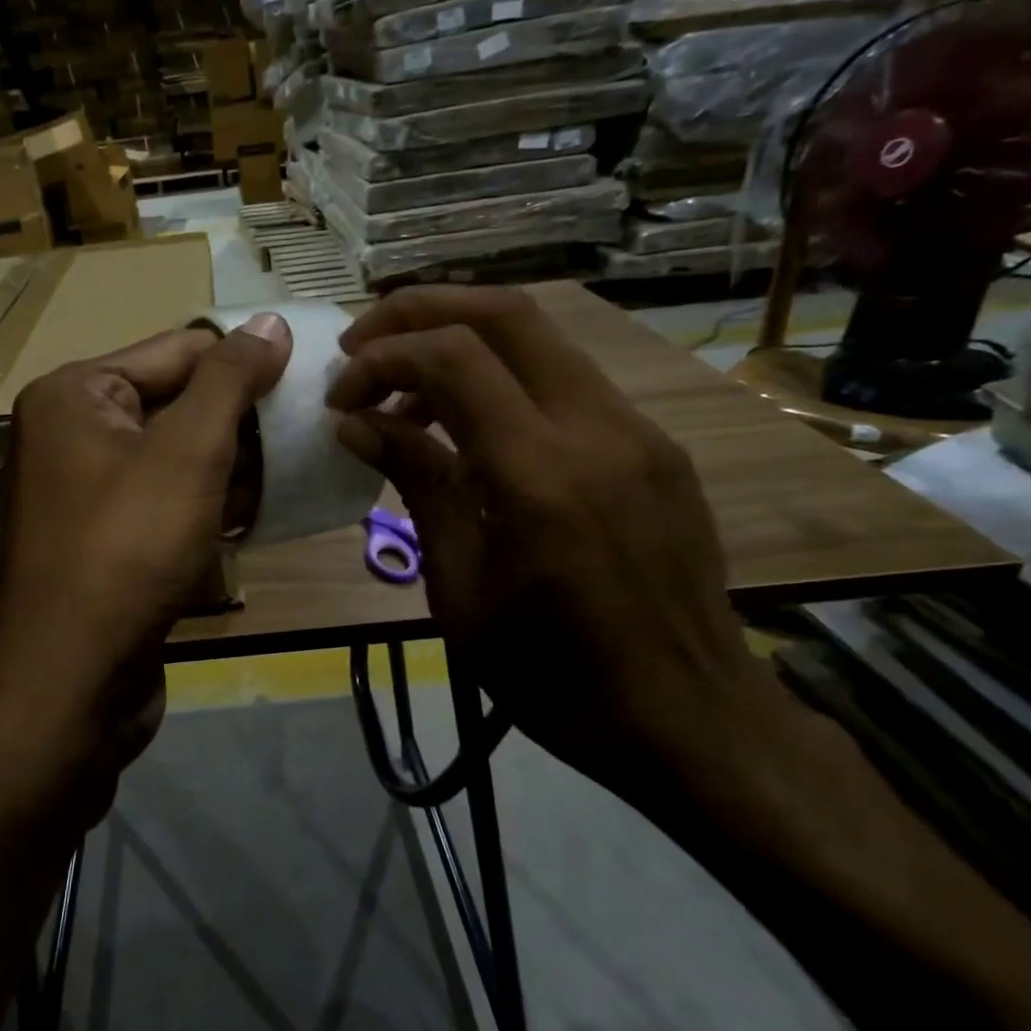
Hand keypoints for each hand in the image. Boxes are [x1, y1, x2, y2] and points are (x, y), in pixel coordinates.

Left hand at [0, 314, 292, 815]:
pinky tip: (258, 515)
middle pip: (177, 402)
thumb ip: (229, 381)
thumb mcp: (188, 451)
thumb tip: (270, 324)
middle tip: (311, 428)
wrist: (73, 683)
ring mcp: (87, 490)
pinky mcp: (107, 539)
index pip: (177, 350)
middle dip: (242, 420)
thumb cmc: (128, 549)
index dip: (246, 361)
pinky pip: (168, 501)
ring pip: (178, 456)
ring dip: (234, 465)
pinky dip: (210, 503)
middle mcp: (73, 433)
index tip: (311, 372)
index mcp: (76, 394)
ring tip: (295, 472)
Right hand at [328, 287, 768, 802]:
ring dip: (459, 341)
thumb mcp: (460, 588)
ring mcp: (637, 431)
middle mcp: (598, 429)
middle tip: (361, 344)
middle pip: (505, 312)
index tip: (340, 399)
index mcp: (540, 476)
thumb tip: (356, 423)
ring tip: (405, 394)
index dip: (381, 360)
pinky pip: (567, 380)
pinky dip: (502, 377)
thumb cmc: (553, 675)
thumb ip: (416, 485)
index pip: (451, 359)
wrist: (690, 720)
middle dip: (419, 310)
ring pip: (541, 337)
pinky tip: (470, 425)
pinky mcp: (654, 446)